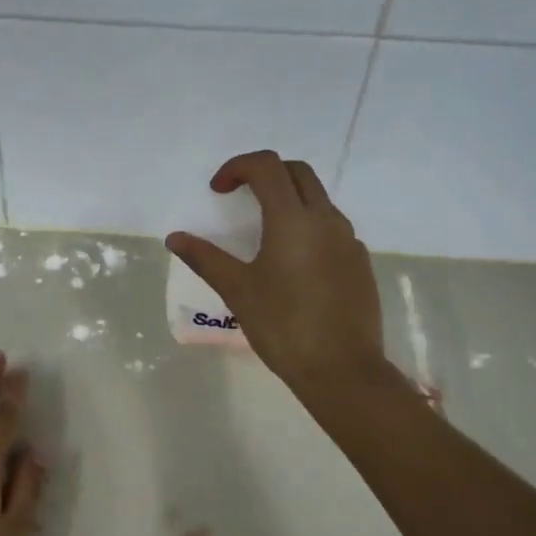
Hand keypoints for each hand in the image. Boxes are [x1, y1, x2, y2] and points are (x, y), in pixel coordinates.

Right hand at [165, 151, 384, 393]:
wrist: (343, 370)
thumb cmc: (283, 326)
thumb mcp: (237, 290)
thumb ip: (205, 258)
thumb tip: (175, 238)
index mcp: (292, 219)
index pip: (266, 166)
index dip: (237, 166)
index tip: (218, 190)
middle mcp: (325, 219)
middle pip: (297, 172)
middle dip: (266, 173)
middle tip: (241, 196)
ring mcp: (348, 240)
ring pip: (319, 199)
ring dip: (290, 198)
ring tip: (265, 230)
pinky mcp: (360, 262)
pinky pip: (332, 227)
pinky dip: (309, 226)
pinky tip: (294, 262)